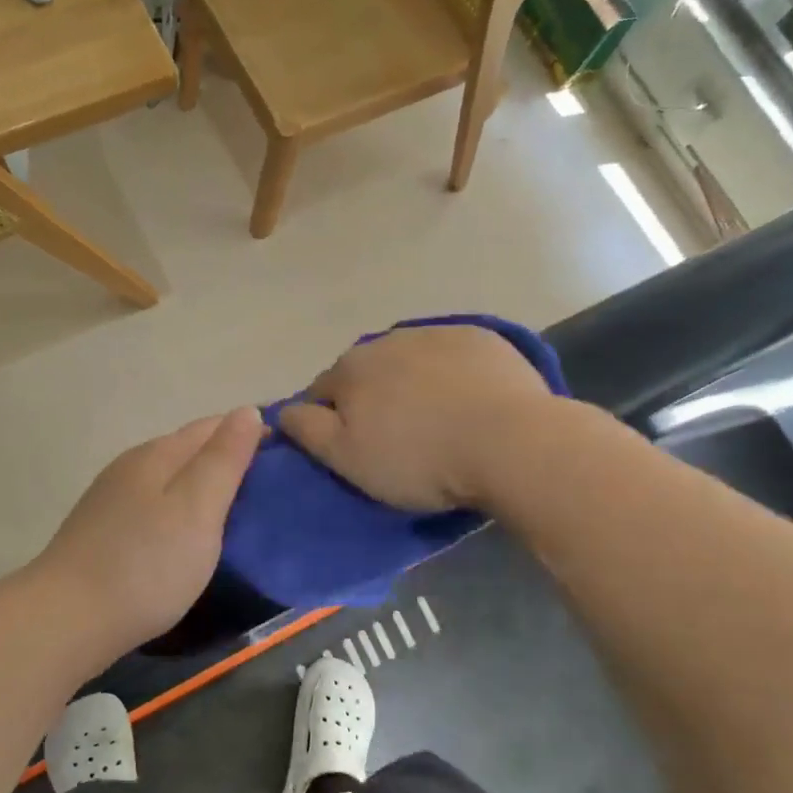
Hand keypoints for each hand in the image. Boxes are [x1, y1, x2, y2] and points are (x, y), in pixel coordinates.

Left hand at [35, 408, 263, 658]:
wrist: (67, 620)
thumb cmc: (146, 564)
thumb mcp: (198, 507)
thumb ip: (225, 459)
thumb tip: (248, 411)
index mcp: (158, 454)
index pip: (212, 425)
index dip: (250, 432)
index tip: (286, 453)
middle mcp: (132, 466)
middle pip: (188, 449)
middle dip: (227, 458)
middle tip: (269, 487)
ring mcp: (111, 499)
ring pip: (169, 479)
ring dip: (202, 485)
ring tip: (236, 512)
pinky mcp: (102, 531)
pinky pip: (154, 505)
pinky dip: (179, 509)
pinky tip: (188, 535)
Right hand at [280, 325, 554, 511]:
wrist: (509, 442)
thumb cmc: (419, 459)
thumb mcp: (347, 459)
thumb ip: (307, 430)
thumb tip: (283, 410)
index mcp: (351, 368)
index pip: (323, 391)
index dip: (332, 421)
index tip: (355, 449)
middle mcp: (388, 340)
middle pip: (368, 372)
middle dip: (373, 398)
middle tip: (397, 439)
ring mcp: (438, 333)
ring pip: (410, 361)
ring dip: (412, 383)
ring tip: (438, 422)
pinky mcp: (482, 338)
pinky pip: (453, 356)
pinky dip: (452, 374)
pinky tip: (471, 402)